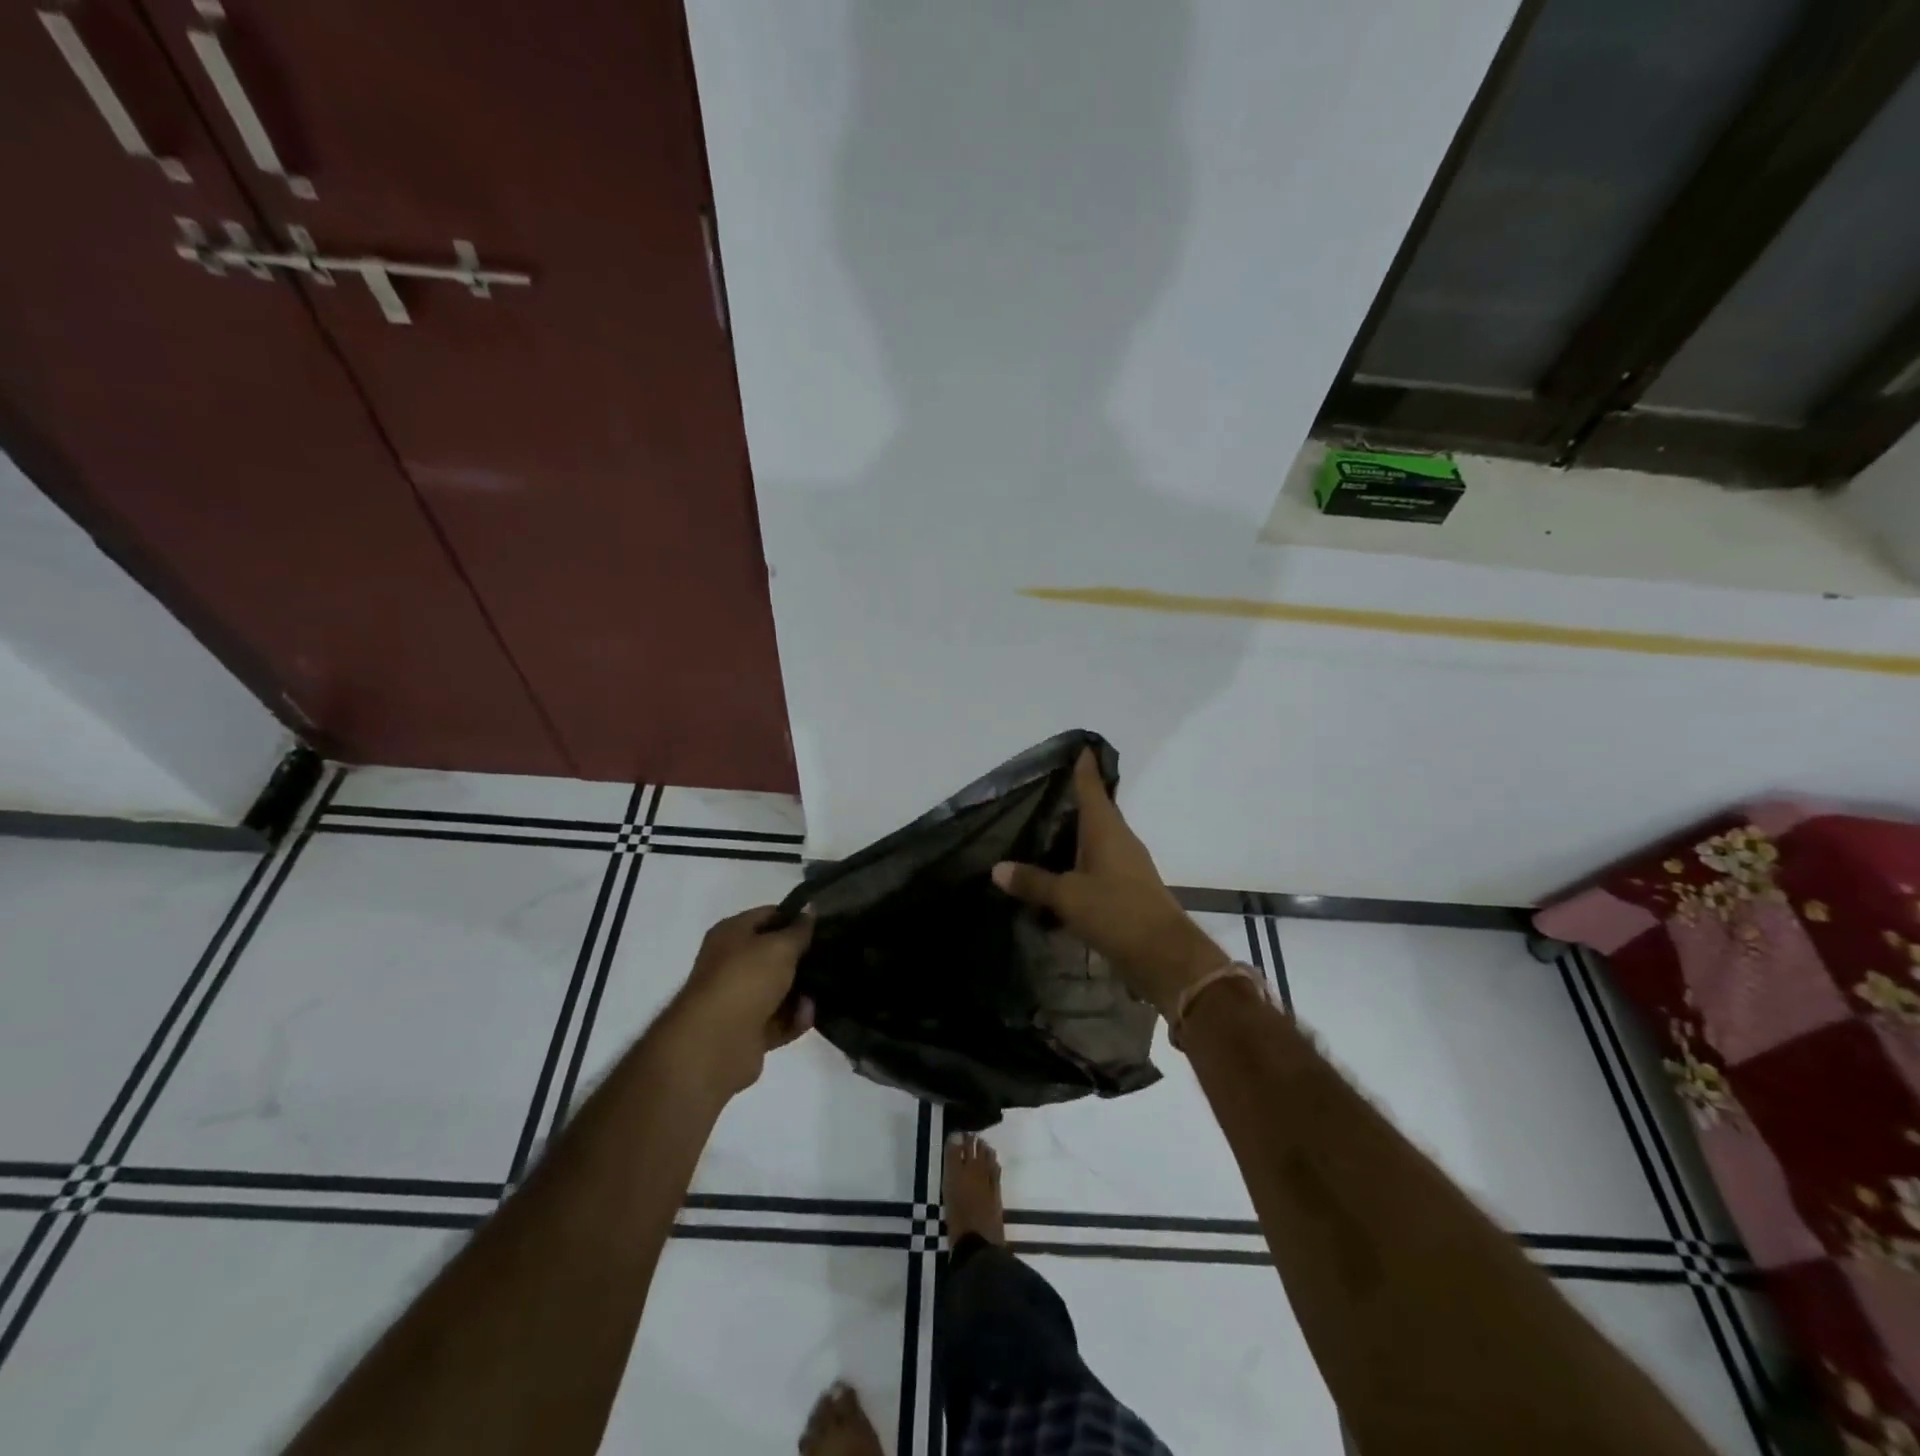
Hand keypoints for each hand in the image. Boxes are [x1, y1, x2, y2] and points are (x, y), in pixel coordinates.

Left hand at [667, 907, 815, 1096]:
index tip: (824, 924)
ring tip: (823, 991)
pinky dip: (794, 1019)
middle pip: (774, 955)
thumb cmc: (746, 980)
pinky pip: (778, 1020)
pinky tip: (808, 1016)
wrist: (715, 1043)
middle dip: (801, 958)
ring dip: (801, 993)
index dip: (796, 918)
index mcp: (731, 934)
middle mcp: (730, 964)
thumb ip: (800, 929)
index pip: (768, 916)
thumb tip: (811, 908)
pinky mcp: (746, 1032)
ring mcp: (737, 1000)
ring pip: (778, 990)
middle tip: (831, 956)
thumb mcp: (780, 946)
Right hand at [991, 749, 1227, 1014]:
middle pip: (1097, 812)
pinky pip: (1100, 864)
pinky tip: (1062, 872)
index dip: (1084, 768)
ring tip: (1046, 830)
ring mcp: (1128, 865)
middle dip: (1076, 800)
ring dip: (1077, 834)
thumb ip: (1033, 882)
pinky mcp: (1129, 889)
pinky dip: (1081, 862)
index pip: (1092, 788)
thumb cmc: (1117, 912)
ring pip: (1098, 839)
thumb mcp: (1068, 897)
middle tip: (1046, 790)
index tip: (1079, 747)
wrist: (1165, 956)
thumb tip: (997, 868)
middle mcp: (1120, 840)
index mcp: (1107, 830)